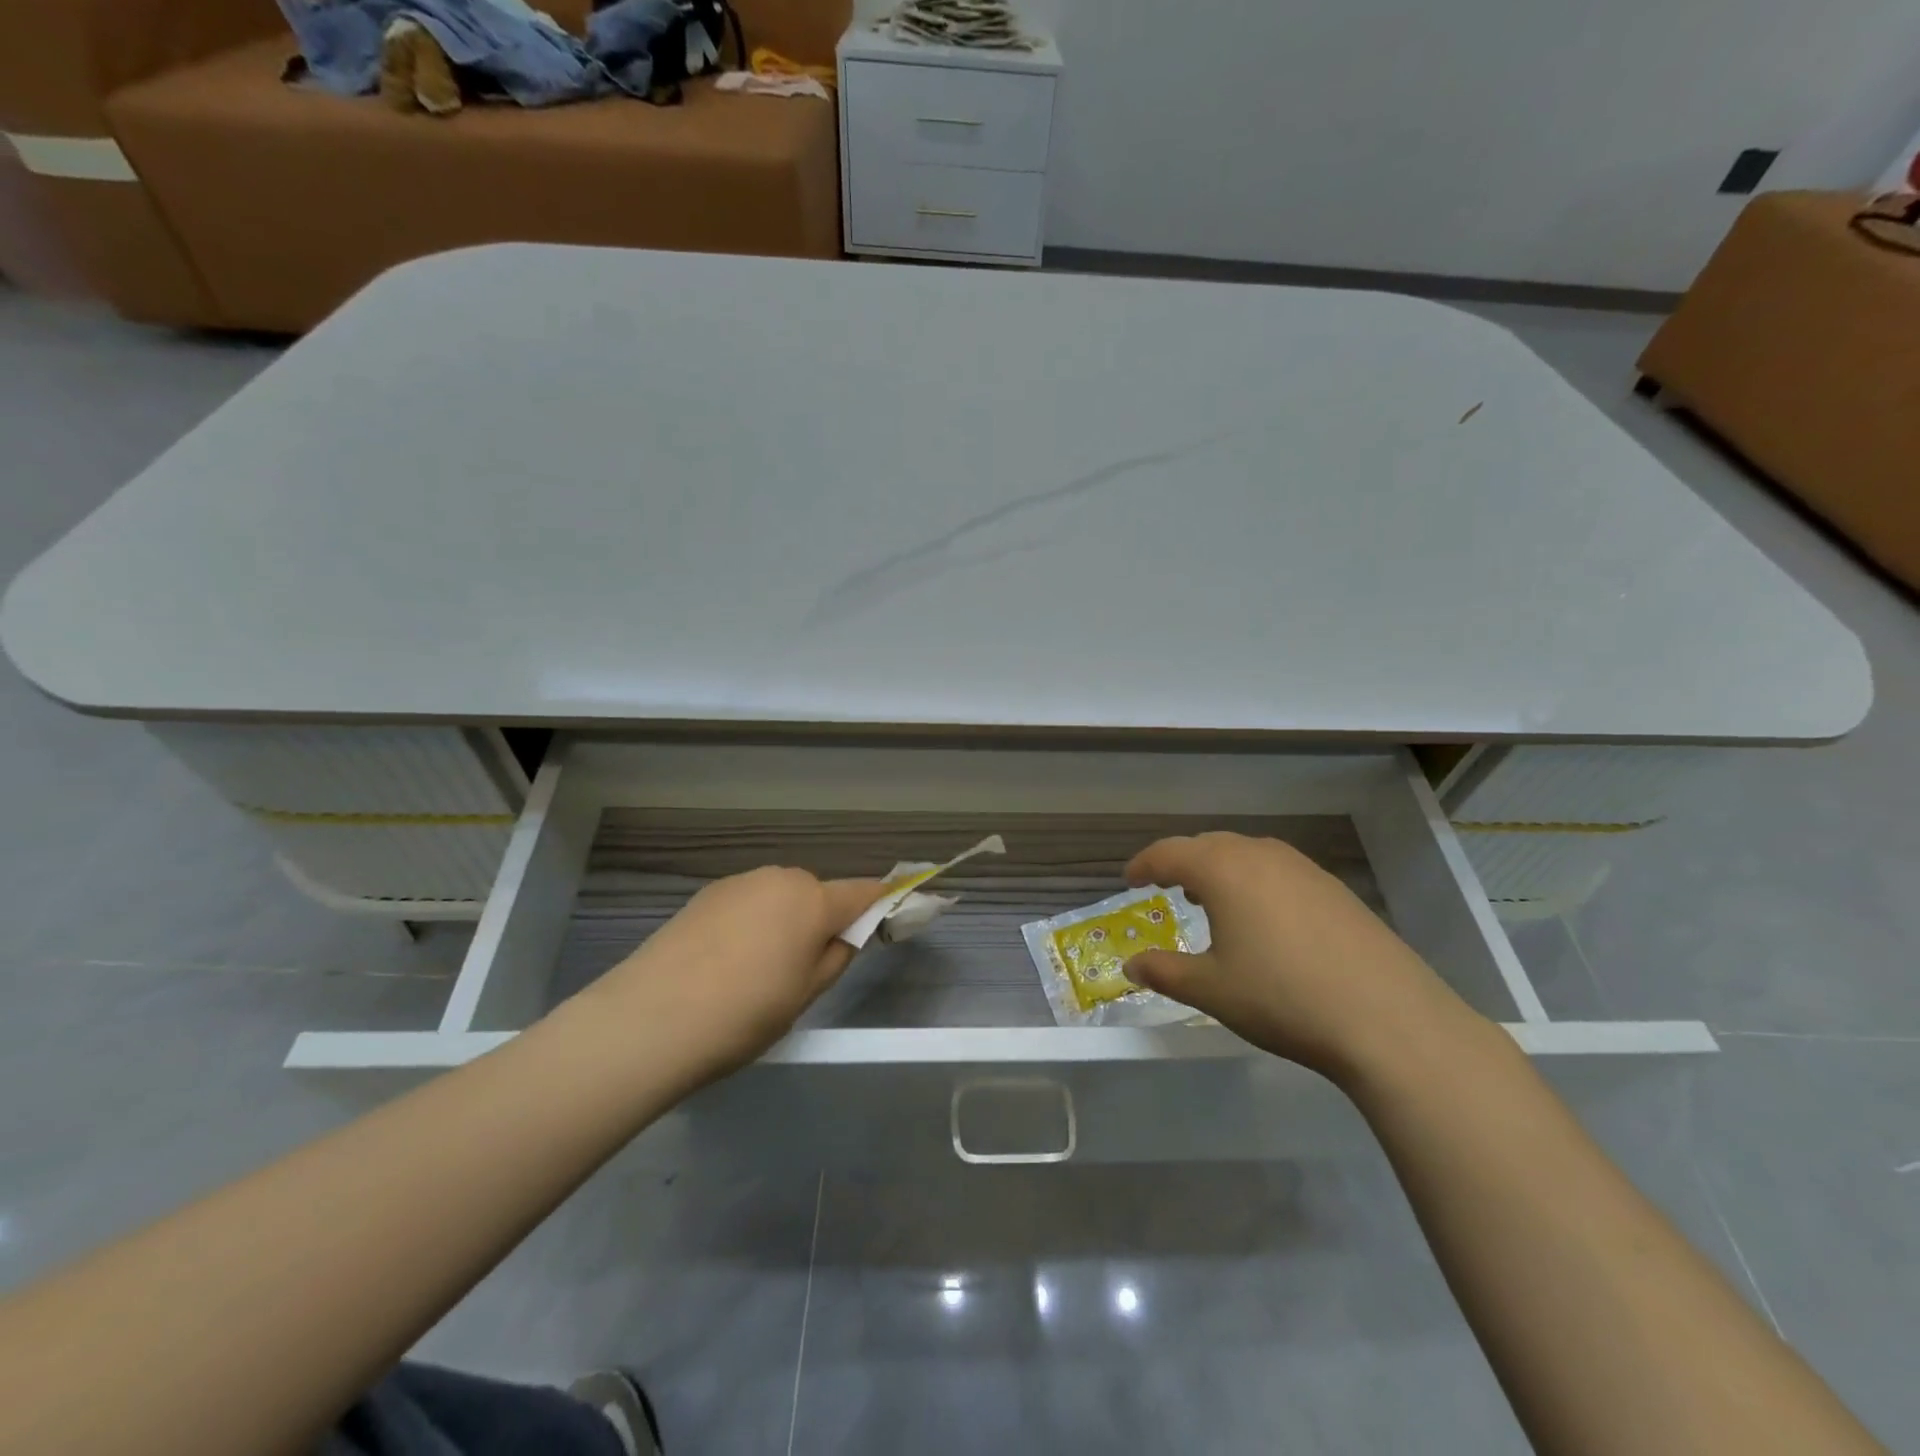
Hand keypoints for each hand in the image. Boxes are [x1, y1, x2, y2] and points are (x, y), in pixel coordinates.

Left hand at [593, 867, 881, 1084]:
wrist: (651, 1019)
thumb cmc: (745, 1013)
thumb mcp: (806, 994)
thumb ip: (836, 955)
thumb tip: (845, 933)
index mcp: (813, 900)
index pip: (864, 892)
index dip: (883, 901)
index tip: (893, 912)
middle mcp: (780, 878)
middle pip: (817, 894)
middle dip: (820, 920)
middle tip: (804, 968)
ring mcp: (739, 882)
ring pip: (779, 897)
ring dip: (783, 920)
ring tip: (757, 969)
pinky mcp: (705, 894)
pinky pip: (747, 903)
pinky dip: (751, 923)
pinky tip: (725, 962)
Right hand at [1122, 833, 1478, 1081]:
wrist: (1389, 1020)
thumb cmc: (1283, 998)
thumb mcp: (1212, 990)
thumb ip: (1165, 972)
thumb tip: (1132, 966)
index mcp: (1223, 870)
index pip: (1169, 853)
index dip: (1144, 865)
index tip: (1129, 880)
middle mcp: (1261, 855)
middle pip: (1209, 845)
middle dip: (1181, 862)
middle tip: (1165, 887)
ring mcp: (1304, 869)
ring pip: (1247, 854)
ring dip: (1220, 869)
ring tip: (1210, 900)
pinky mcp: (1335, 889)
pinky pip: (1278, 871)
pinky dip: (1255, 882)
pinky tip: (1263, 918)